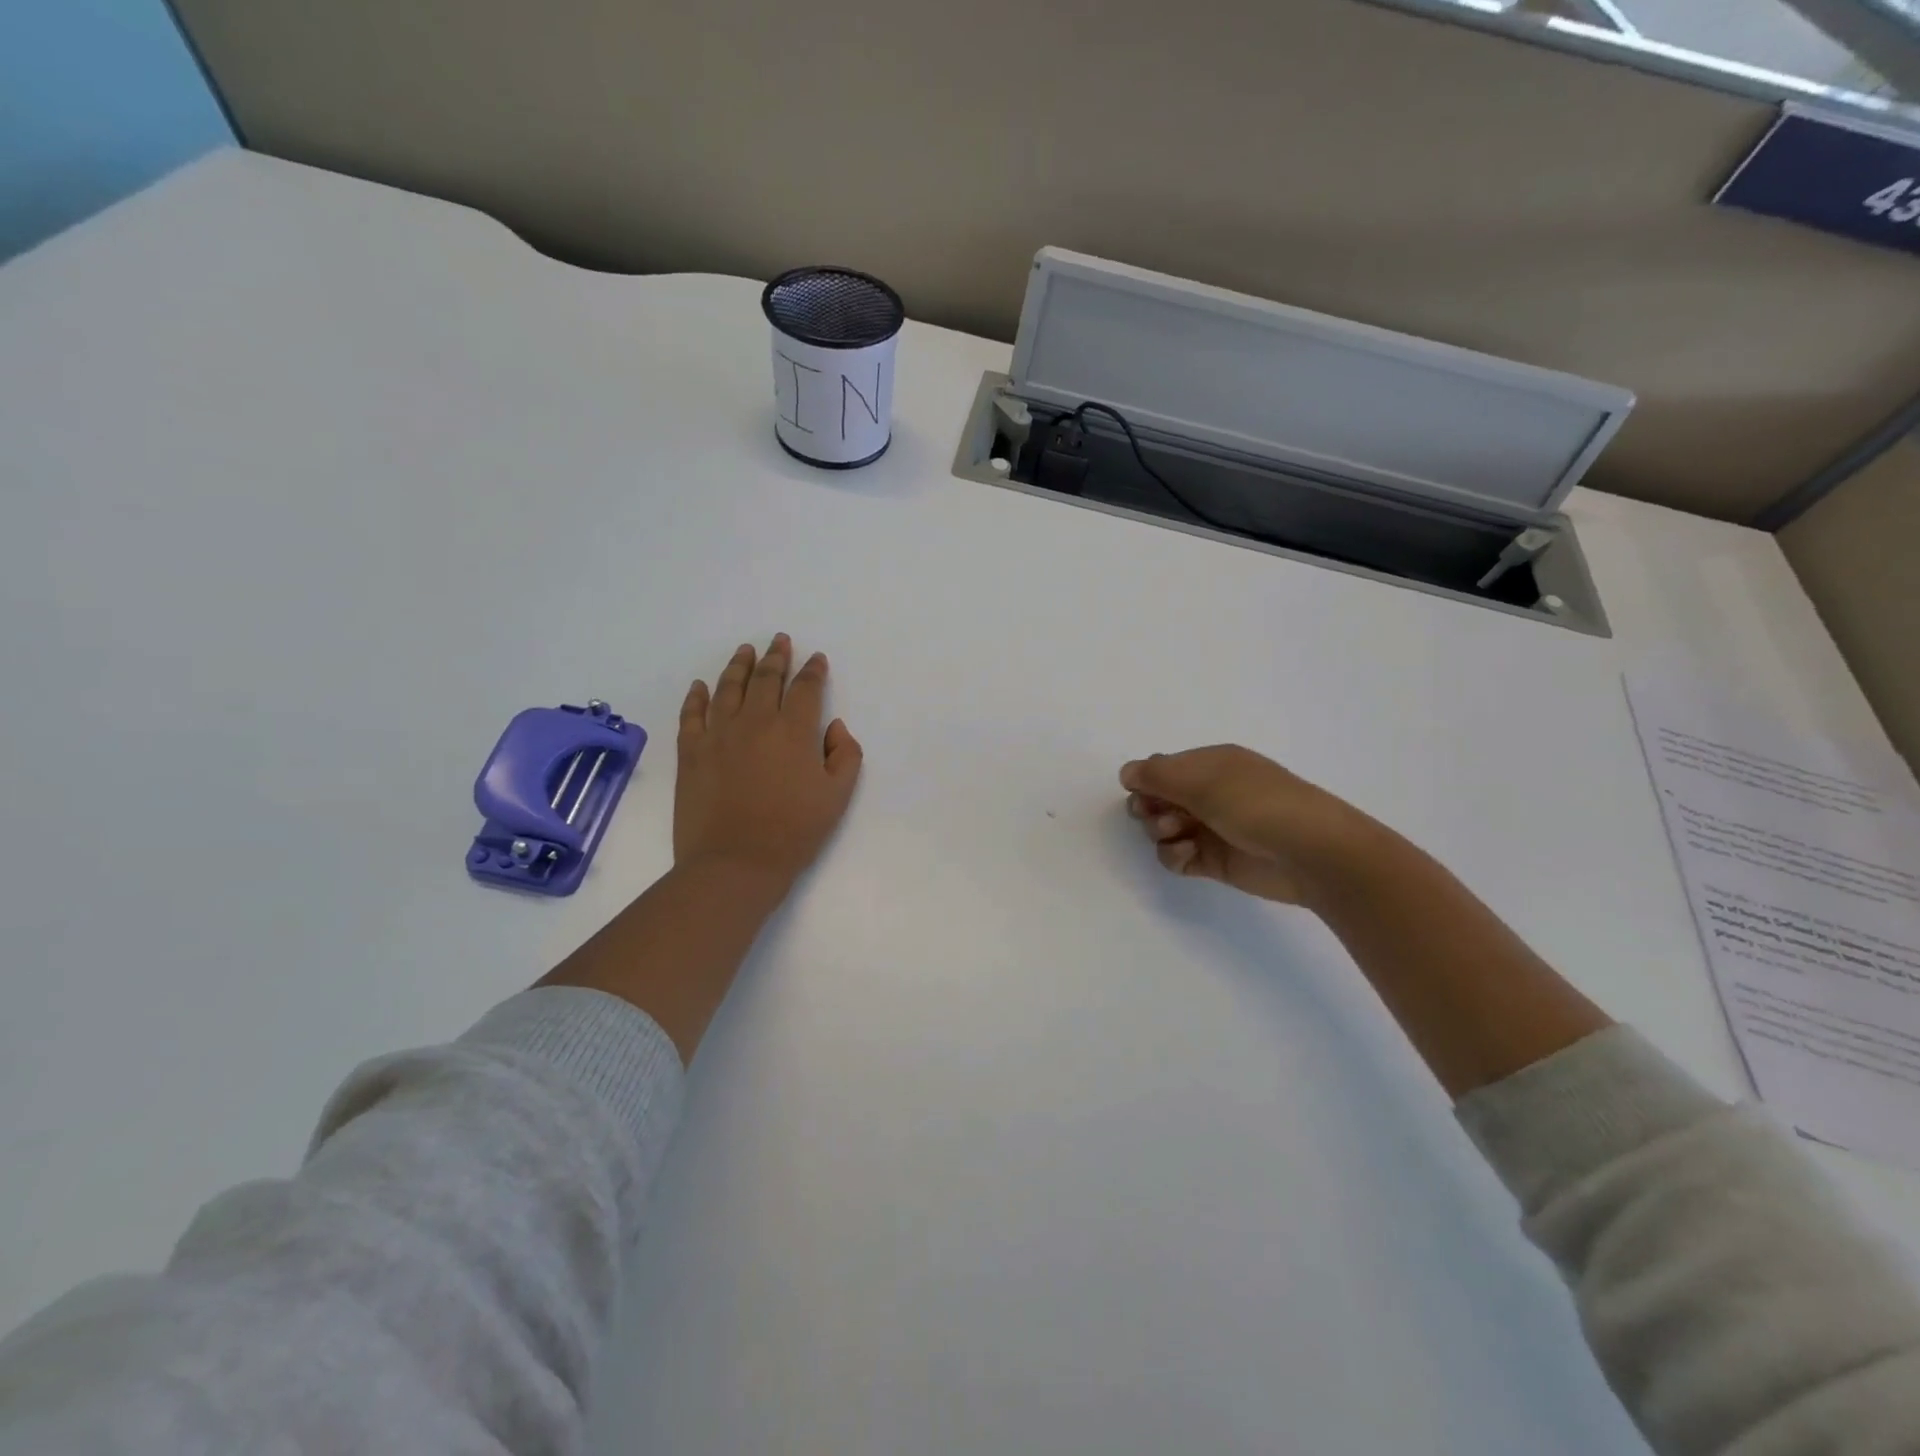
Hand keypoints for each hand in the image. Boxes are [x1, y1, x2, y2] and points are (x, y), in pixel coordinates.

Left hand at [675, 634, 862, 883]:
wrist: (735, 863)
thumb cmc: (794, 832)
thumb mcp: (837, 796)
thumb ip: (845, 755)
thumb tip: (834, 727)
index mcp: (794, 730)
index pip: (806, 689)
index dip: (813, 671)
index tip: (816, 659)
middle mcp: (755, 721)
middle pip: (766, 679)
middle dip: (776, 657)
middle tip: (779, 640)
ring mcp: (718, 734)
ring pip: (728, 688)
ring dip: (739, 665)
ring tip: (745, 650)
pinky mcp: (690, 752)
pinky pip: (692, 714)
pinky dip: (697, 696)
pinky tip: (701, 686)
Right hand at [1121, 745, 1380, 907]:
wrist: (1310, 852)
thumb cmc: (1256, 803)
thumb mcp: (1203, 780)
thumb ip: (1156, 775)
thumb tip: (1126, 773)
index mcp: (1210, 764)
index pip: (1163, 767)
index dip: (1146, 780)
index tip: (1141, 792)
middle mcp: (1209, 793)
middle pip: (1157, 798)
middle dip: (1149, 806)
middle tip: (1156, 815)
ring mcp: (1211, 827)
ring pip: (1163, 828)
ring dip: (1161, 831)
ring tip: (1179, 833)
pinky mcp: (1214, 860)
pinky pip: (1177, 856)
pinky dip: (1174, 855)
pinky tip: (1188, 854)